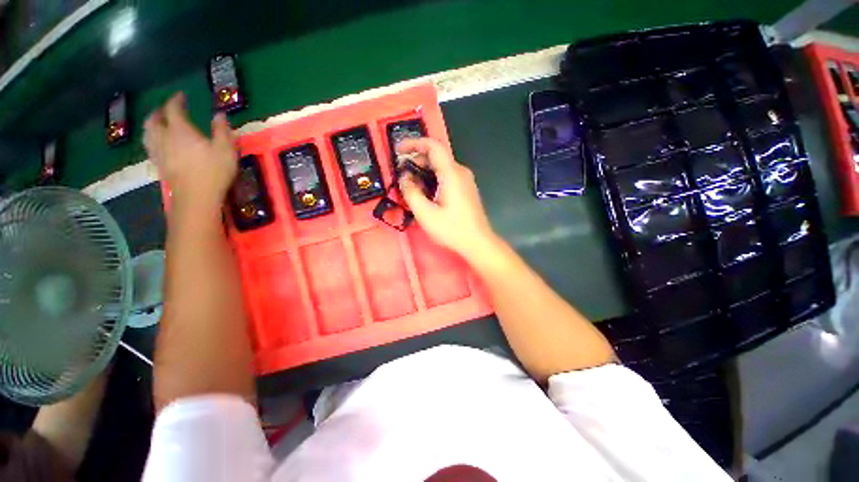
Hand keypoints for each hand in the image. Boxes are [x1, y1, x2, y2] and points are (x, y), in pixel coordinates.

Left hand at [144, 93, 236, 215]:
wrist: (196, 196)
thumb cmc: (214, 171)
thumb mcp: (226, 149)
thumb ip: (222, 130)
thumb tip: (219, 114)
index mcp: (181, 130)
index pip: (173, 109)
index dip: (176, 100)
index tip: (181, 96)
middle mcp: (165, 137)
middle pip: (154, 119)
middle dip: (159, 111)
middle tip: (167, 109)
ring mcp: (159, 152)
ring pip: (148, 133)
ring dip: (152, 125)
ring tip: (159, 124)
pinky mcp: (159, 165)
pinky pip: (150, 146)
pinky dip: (152, 139)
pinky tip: (159, 143)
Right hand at [397, 138, 500, 261]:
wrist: (478, 243)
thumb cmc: (452, 229)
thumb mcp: (426, 213)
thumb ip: (411, 192)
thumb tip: (404, 177)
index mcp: (452, 174)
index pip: (433, 146)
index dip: (414, 143)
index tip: (398, 150)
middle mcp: (460, 172)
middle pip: (436, 156)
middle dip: (416, 160)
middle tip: (401, 172)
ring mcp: (465, 181)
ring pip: (441, 167)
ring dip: (423, 171)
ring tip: (409, 183)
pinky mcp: (466, 189)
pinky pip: (447, 177)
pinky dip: (432, 178)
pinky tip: (424, 191)